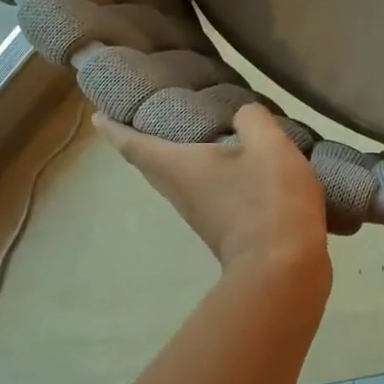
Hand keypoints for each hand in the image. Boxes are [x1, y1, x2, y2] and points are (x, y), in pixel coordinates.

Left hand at [95, 104, 329, 277]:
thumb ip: (252, 119)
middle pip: (151, 166)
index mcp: (179, 167)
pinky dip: (205, 174)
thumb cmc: (268, 199)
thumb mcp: (268, 144)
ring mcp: (201, 216)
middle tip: (147, 118)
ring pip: (178, 180)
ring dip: (176, 160)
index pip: (133, 144)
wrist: (285, 268)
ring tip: (190, 135)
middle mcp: (181, 193)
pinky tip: (230, 165)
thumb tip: (244, 116)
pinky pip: (203, 193)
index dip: (113, 128)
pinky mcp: (224, 230)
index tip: (98, 116)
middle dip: (143, 142)